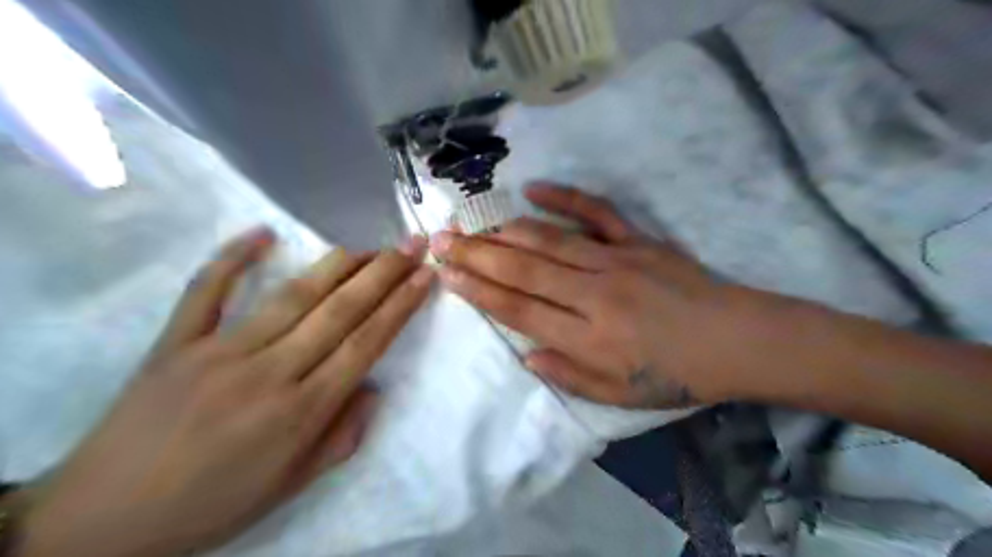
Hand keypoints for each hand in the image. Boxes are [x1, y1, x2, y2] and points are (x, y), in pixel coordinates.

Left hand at [16, 227, 435, 556]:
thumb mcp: (293, 485)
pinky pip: (206, 291)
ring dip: (338, 265)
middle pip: (339, 311)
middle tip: (411, 245)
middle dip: (383, 273)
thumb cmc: (214, 503)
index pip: (366, 344)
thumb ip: (343, 436)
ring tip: (370, 246)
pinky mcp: (174, 343)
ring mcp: (218, 353)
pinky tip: (263, 232)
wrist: (103, 522)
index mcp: (301, 412)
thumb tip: (373, 388)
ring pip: (291, 296)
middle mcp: (268, 373)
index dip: (400, 306)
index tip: (424, 276)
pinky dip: (232, 258)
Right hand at [431, 185, 801, 409]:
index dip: (478, 292)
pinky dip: (563, 197)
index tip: (447, 276)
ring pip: (548, 240)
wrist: (738, 340)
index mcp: (589, 338)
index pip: (518, 310)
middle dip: (475, 255)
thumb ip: (569, 376)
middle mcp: (594, 294)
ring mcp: (615, 260)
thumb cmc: (678, 375)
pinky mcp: (637, 240)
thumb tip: (527, 355)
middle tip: (440, 241)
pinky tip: (532, 188)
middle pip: (522, 270)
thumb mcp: (621, 396)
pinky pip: (595, 212)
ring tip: (470, 224)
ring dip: (503, 231)